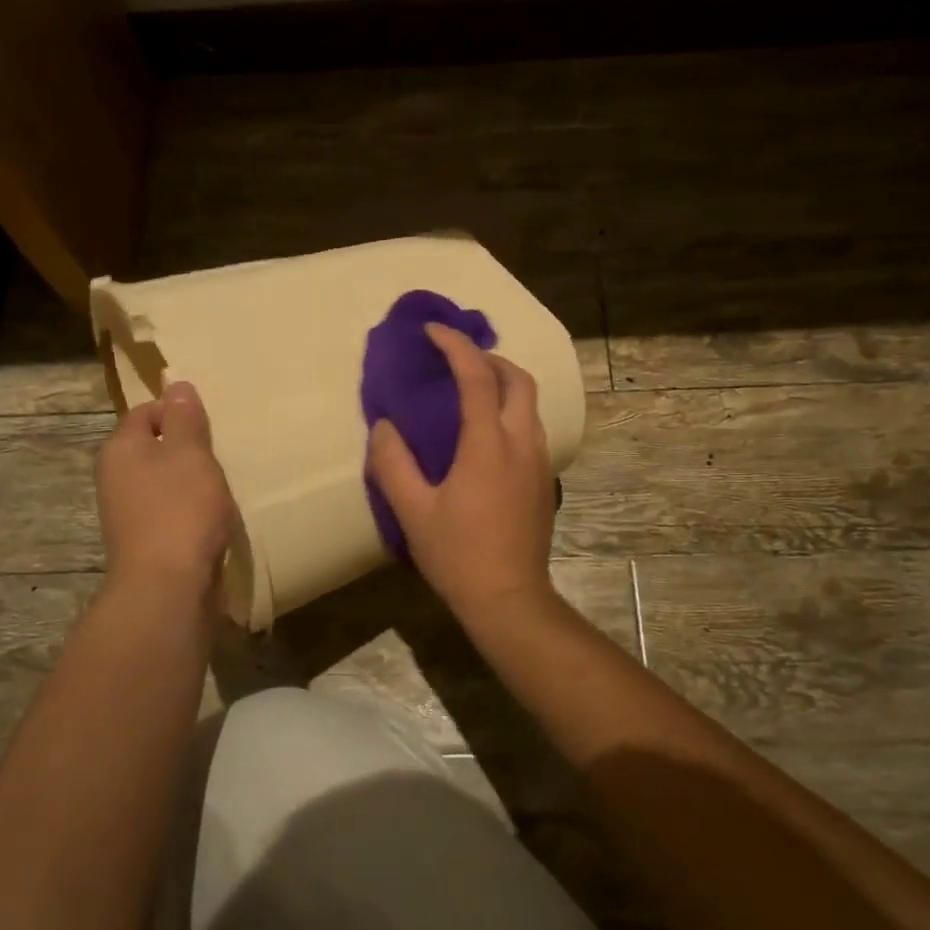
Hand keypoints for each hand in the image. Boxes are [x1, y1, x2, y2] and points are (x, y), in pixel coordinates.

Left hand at [95, 382, 235, 601]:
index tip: (210, 422)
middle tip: (221, 452)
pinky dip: (191, 510)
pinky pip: (171, 512)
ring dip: (192, 481)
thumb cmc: (181, 510)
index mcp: (121, 449)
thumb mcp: (190, 453)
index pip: (146, 412)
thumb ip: (185, 418)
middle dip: (188, 448)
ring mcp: (129, 513)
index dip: (177, 411)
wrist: (168, 586)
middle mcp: (116, 478)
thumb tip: (176, 385)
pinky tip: (214, 518)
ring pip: (164, 482)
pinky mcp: (147, 542)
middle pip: (154, 448)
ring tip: (223, 485)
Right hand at [367, 323, 557, 621]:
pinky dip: (511, 412)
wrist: (509, 598)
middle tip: (457, 361)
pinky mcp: (545, 481)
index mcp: (488, 445)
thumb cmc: (458, 555)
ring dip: (504, 384)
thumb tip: (384, 427)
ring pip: (530, 404)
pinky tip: (487, 435)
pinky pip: (532, 428)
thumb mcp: (413, 512)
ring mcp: (539, 461)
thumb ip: (393, 464)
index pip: (477, 376)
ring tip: (471, 391)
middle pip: (519, 379)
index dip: (455, 346)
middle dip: (489, 358)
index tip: (433, 331)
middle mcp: (522, 443)